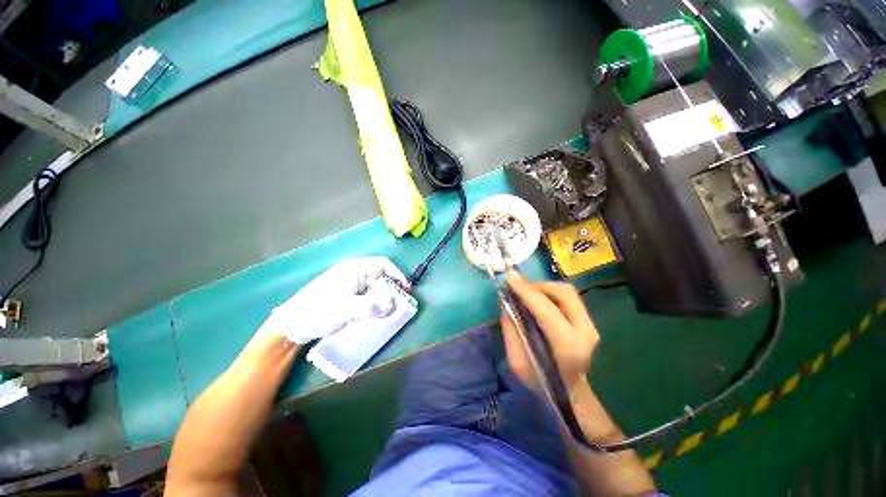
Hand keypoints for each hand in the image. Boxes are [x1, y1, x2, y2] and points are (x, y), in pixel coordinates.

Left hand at [259, 256, 404, 343]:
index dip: (397, 274)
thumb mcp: (347, 309)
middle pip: (379, 274)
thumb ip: (372, 307)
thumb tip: (392, 306)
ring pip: (373, 284)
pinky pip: (365, 293)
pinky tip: (374, 310)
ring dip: (383, 294)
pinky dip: (374, 299)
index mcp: (353, 269)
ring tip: (389, 307)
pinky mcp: (344, 293)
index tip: (405, 289)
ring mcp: (347, 283)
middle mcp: (352, 272)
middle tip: (399, 300)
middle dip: (392, 286)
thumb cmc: (318, 311)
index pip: (383, 264)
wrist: (291, 325)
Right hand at [500, 273, 599, 391]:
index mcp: (567, 346)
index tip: (510, 278)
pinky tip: (538, 299)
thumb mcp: (517, 362)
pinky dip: (551, 292)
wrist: (571, 394)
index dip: (526, 291)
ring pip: (568, 291)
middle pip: (564, 293)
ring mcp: (591, 325)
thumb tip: (507, 302)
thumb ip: (511, 330)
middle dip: (538, 284)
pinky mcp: (589, 322)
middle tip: (518, 286)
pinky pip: (569, 297)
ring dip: (544, 287)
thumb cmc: (542, 382)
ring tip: (527, 292)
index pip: (546, 309)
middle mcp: (585, 331)